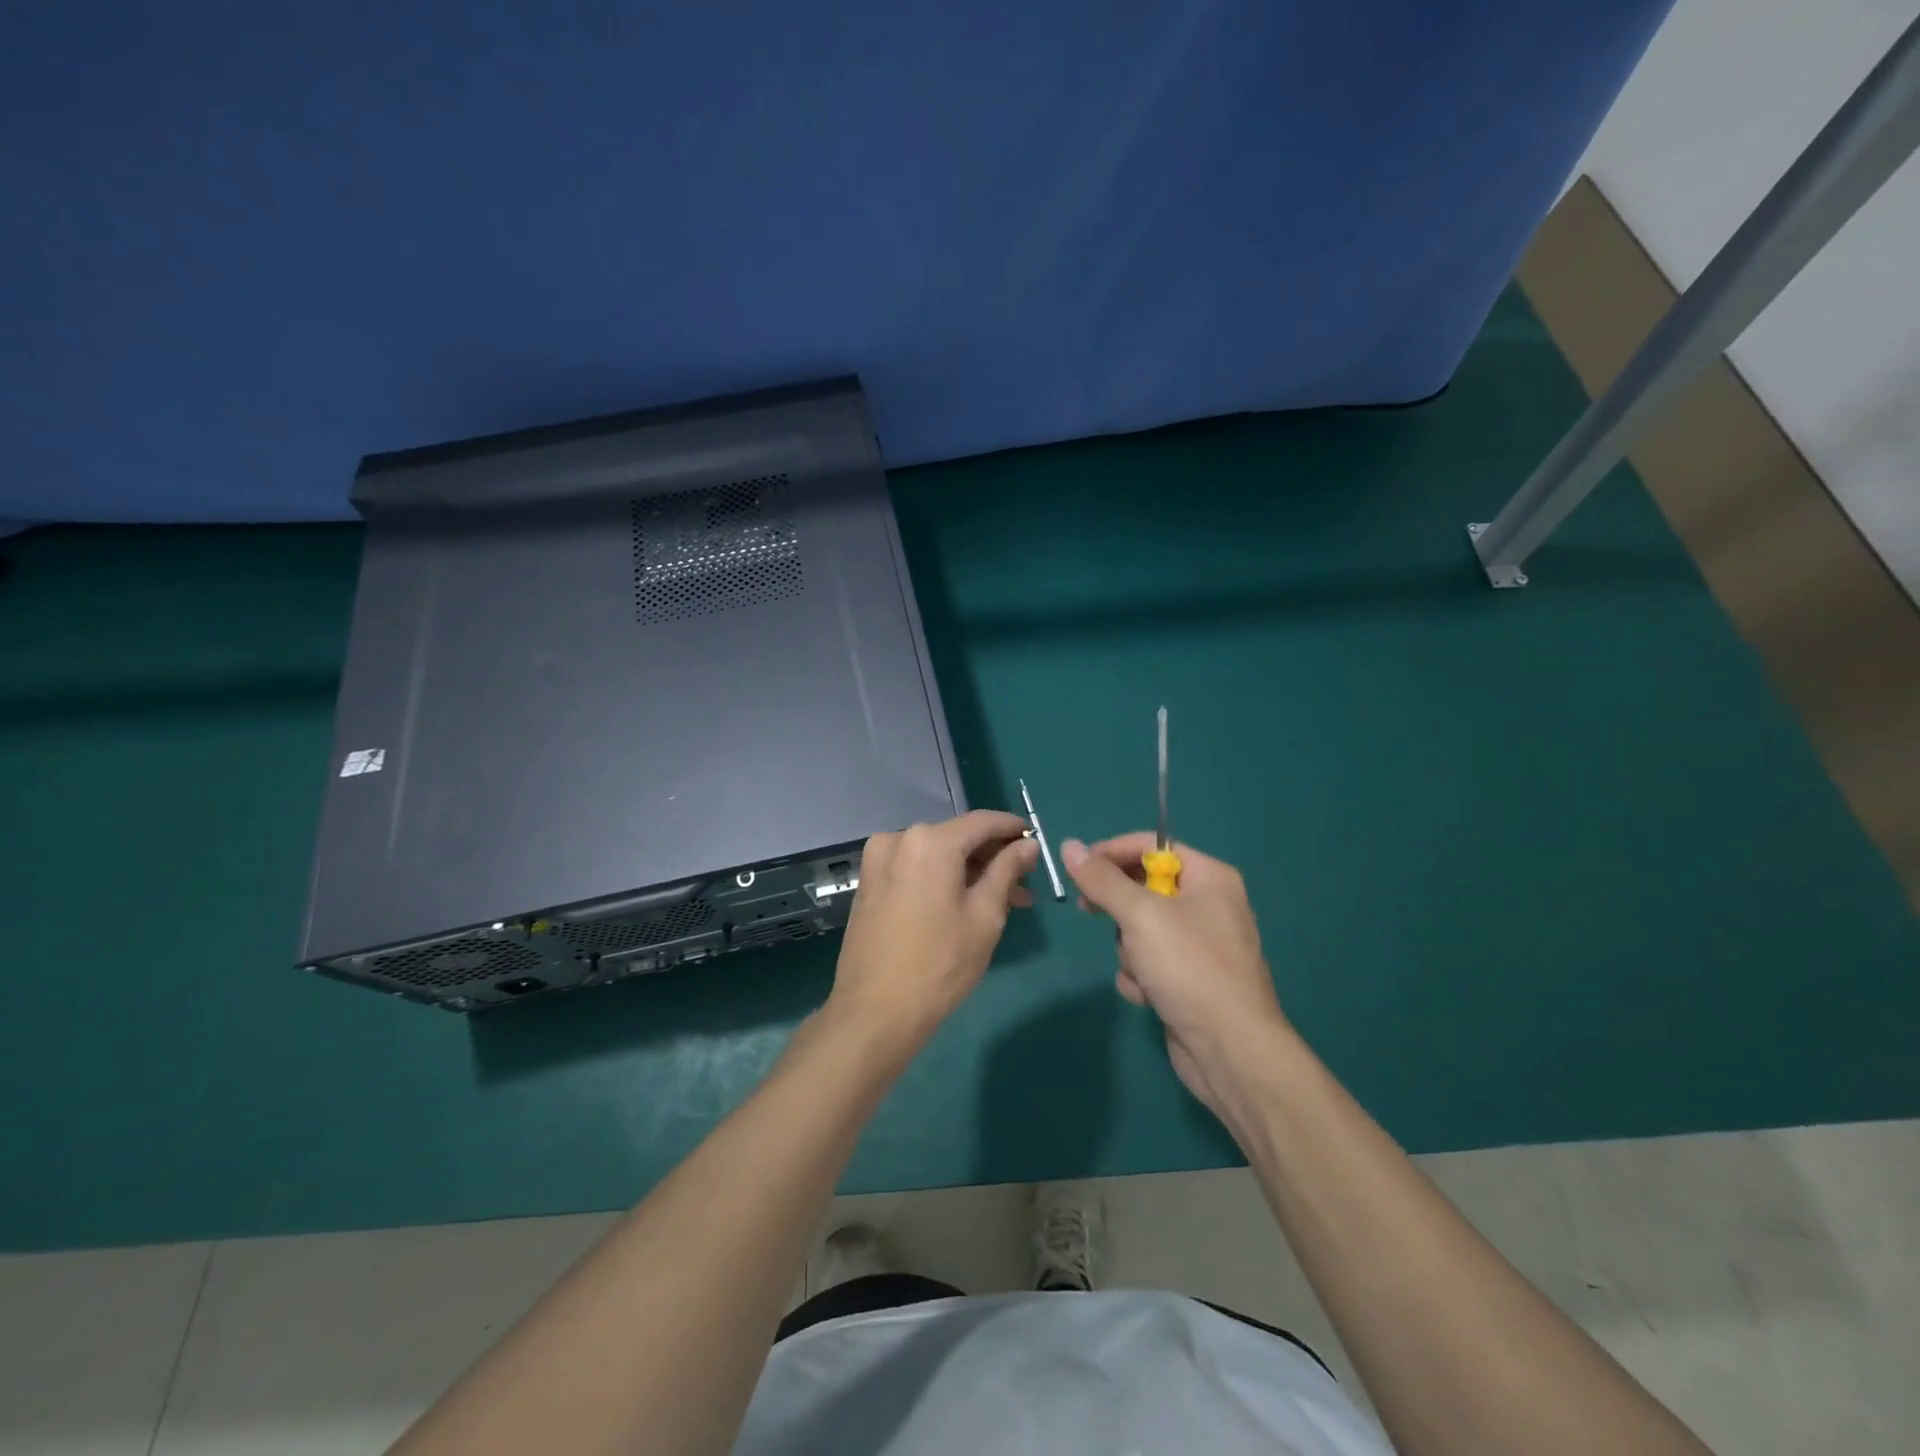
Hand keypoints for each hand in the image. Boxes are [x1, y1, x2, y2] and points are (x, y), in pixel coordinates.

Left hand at [827, 811, 1037, 1048]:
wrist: (874, 1012)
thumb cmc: (940, 963)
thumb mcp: (985, 915)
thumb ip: (1007, 870)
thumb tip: (1027, 844)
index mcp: (930, 841)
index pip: (982, 822)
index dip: (1012, 828)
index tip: (1035, 840)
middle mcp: (899, 839)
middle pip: (957, 838)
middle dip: (993, 858)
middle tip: (1026, 883)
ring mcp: (878, 862)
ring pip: (937, 856)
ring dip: (970, 872)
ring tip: (1004, 901)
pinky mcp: (869, 884)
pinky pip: (915, 870)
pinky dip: (942, 880)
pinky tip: (966, 903)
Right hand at [1062, 834, 1285, 1114]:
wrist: (1230, 1051)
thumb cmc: (1190, 968)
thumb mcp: (1140, 916)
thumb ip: (1102, 879)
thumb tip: (1069, 845)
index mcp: (1210, 878)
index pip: (1152, 846)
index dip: (1111, 852)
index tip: (1076, 867)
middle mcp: (1208, 905)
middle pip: (1143, 888)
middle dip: (1120, 910)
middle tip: (1089, 911)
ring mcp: (1199, 945)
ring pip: (1140, 928)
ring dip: (1130, 950)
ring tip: (1142, 970)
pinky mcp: (1188, 979)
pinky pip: (1149, 961)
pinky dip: (1141, 976)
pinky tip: (1148, 995)